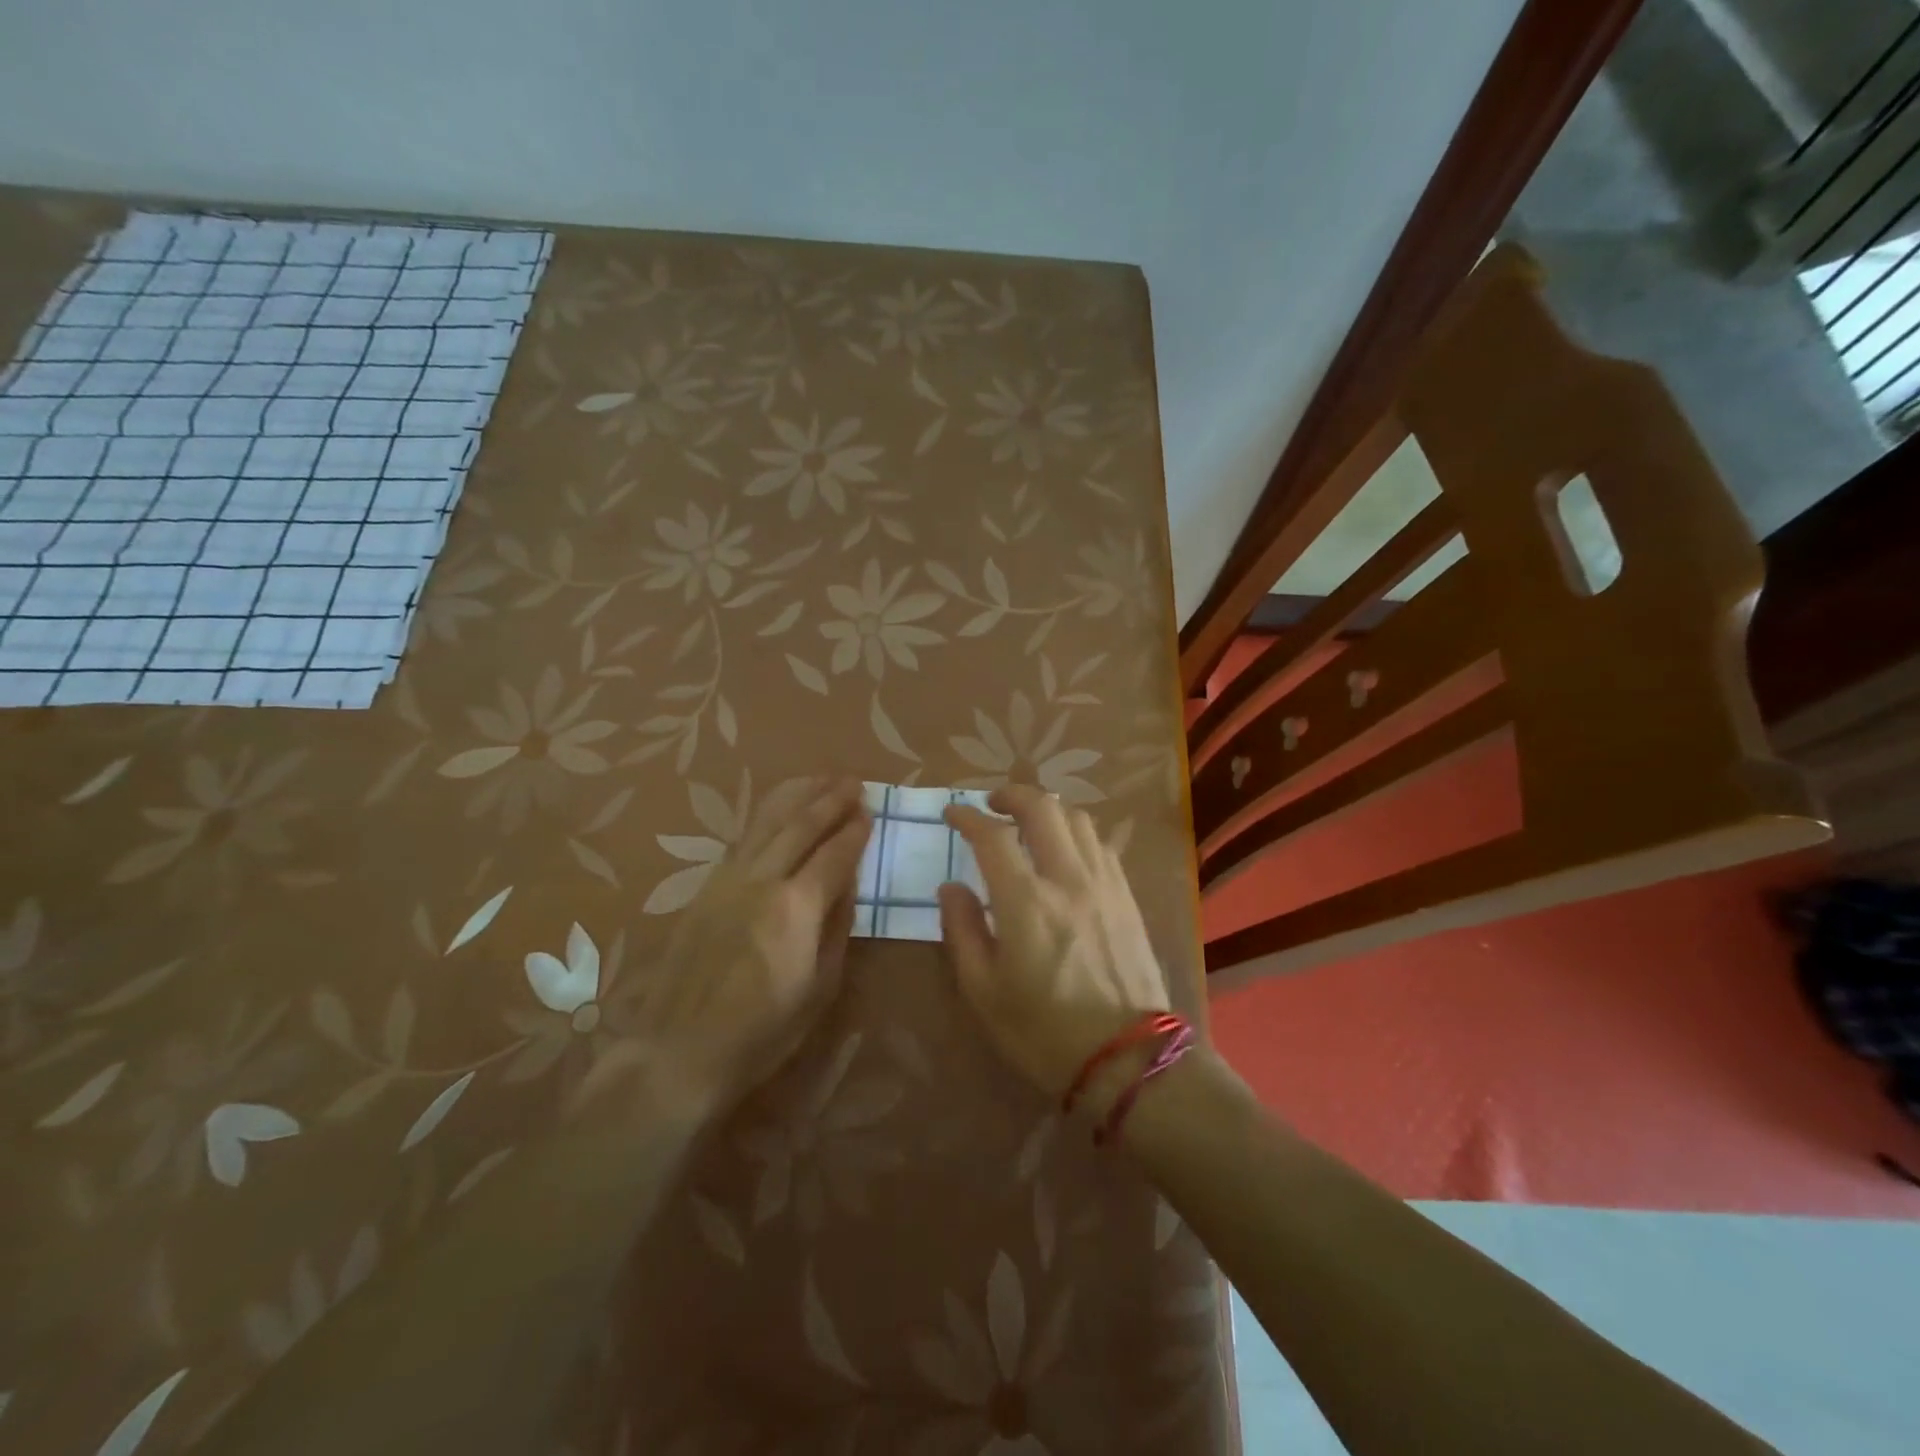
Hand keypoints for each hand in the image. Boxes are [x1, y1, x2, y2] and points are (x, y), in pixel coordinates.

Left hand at [586, 777, 869, 1118]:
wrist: (677, 1050)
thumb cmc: (761, 1033)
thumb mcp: (818, 989)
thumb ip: (836, 929)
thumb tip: (848, 886)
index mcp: (796, 907)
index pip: (834, 854)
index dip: (855, 831)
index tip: (871, 812)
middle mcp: (762, 880)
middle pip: (801, 825)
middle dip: (831, 799)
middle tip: (854, 781)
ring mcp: (728, 879)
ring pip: (767, 821)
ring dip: (798, 795)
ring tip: (821, 777)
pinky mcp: (706, 886)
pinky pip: (744, 837)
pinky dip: (766, 813)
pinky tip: (778, 808)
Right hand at [939, 785, 1170, 1109]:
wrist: (1127, 1061)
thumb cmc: (1043, 1033)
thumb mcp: (983, 992)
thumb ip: (961, 930)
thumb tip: (951, 887)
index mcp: (1026, 902)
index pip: (992, 836)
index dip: (967, 817)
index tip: (952, 813)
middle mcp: (1068, 879)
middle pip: (1043, 807)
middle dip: (1012, 795)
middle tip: (992, 804)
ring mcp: (1104, 884)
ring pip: (1078, 819)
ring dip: (1048, 810)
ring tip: (1029, 823)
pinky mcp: (1127, 896)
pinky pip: (1100, 844)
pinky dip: (1076, 833)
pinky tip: (1065, 852)